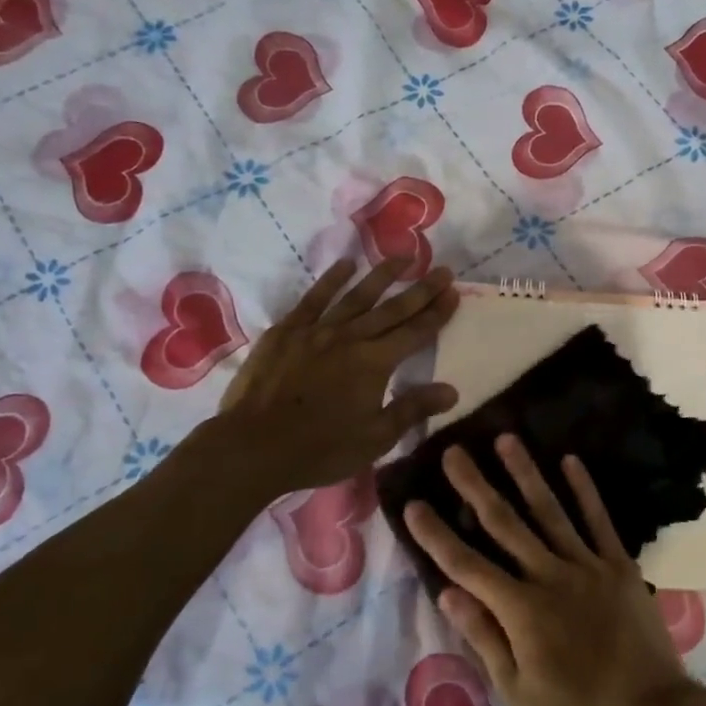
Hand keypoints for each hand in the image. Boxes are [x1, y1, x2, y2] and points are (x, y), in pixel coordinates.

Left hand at [210, 257, 459, 493]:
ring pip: (357, 295)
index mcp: (375, 363)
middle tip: (442, 269)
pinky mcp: (287, 331)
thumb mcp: (375, 438)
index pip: (415, 332)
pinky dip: (332, 280)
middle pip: (393, 309)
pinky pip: (314, 298)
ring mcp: (317, 330)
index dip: (437, 313)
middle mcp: (350, 337)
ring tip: (403, 257)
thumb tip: (452, 390)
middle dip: (421, 290)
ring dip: (382, 275)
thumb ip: (413, 409)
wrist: (252, 446)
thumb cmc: (320, 449)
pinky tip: (346, 264)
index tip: (454, 292)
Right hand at [404, 435, 695, 705]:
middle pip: (504, 523)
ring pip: (549, 510)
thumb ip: (484, 637)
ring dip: (524, 473)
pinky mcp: (618, 564)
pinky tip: (570, 460)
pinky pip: (598, 519)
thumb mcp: (518, 692)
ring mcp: (586, 564)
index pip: (466, 565)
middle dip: (475, 486)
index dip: (436, 535)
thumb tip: (447, 592)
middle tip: (453, 452)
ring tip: (506, 438)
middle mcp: (549, 574)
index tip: (413, 505)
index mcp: (520, 609)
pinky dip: (584, 489)